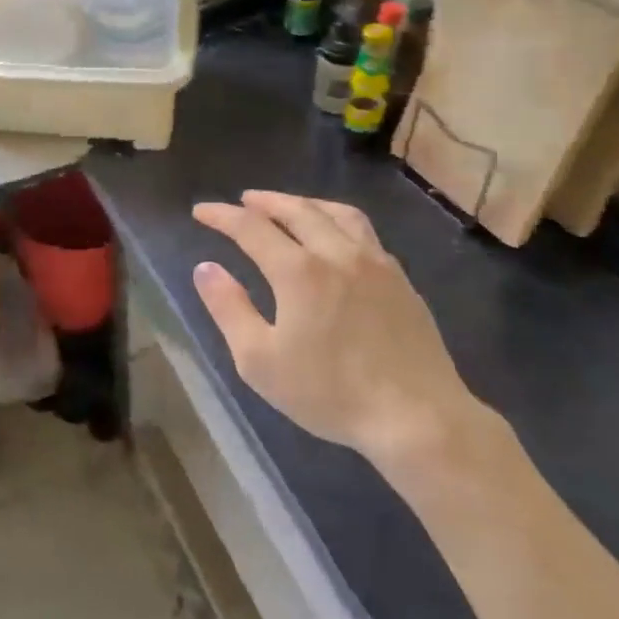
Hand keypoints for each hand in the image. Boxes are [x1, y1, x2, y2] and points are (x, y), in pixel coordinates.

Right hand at [191, 190, 482, 471]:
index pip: (251, 228)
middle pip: (297, 210)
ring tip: (289, 207)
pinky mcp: (401, 280)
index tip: (201, 211)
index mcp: (299, 271)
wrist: (418, 418)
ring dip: (306, 203)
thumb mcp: (260, 361)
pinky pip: (364, 232)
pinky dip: (338, 221)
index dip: (222, 215)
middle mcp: (337, 253)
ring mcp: (376, 263)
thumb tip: (205, 269)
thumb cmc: (331, 393)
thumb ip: (229, 309)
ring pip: (337, 214)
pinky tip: (336, 239)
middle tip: (244, 200)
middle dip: (265, 201)